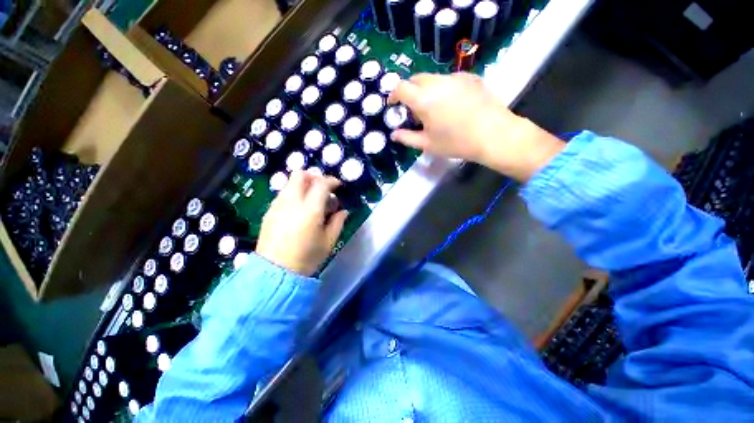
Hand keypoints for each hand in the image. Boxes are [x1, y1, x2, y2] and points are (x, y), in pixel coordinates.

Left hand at [256, 171, 347, 275]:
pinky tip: (299, 209)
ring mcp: (277, 206)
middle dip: (314, 176)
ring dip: (303, 185)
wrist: (275, 273)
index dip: (332, 181)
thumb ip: (338, 222)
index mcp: (310, 210)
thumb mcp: (329, 241)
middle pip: (300, 175)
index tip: (337, 185)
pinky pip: (283, 194)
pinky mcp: (269, 212)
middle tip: (323, 188)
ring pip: (289, 183)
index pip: (321, 184)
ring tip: (312, 199)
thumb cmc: (307, 258)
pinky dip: (294, 194)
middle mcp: (292, 202)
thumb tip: (343, 210)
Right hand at [389, 72, 564, 181]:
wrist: (494, 135)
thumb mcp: (427, 144)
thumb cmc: (456, 143)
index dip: (393, 95)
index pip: (401, 87)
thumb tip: (394, 134)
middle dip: (409, 91)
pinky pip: (450, 79)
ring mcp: (456, 77)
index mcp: (424, 99)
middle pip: (416, 79)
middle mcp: (438, 82)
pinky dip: (443, 88)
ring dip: (426, 90)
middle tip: (413, 109)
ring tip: (434, 108)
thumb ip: (407, 138)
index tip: (393, 105)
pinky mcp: (470, 77)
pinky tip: (452, 104)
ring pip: (433, 78)